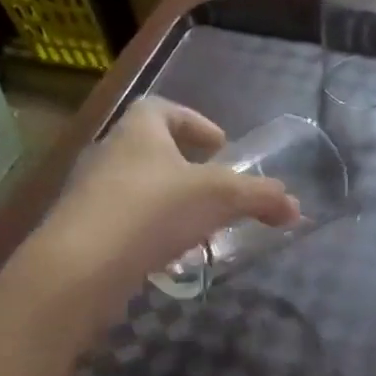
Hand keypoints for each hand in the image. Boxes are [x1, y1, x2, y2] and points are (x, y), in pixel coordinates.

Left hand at [40, 98, 299, 284]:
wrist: (81, 267)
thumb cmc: (153, 210)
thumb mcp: (220, 197)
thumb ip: (261, 197)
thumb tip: (295, 207)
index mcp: (139, 130)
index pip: (163, 108)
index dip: (195, 121)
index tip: (219, 145)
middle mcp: (110, 154)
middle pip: (151, 149)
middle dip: (186, 167)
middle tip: (216, 189)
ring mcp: (91, 194)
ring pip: (139, 188)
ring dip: (170, 202)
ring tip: (200, 226)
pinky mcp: (83, 231)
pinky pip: (125, 222)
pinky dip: (151, 231)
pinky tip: (171, 254)